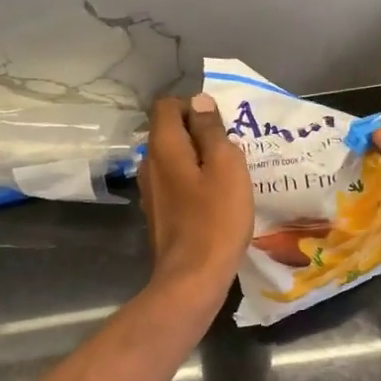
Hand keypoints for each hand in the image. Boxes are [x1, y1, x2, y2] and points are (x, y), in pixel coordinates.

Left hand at [138, 93, 253, 306]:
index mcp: (163, 146)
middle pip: (170, 132)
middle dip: (200, 133)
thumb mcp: (226, 165)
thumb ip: (211, 130)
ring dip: (199, 160)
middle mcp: (149, 164)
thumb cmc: (215, 218)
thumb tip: (199, 101)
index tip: (221, 124)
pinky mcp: (158, 214)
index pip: (167, 105)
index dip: (194, 106)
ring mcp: (151, 191)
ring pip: (175, 159)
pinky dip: (194, 183)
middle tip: (232, 149)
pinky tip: (216, 200)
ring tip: (229, 174)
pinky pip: (176, 184)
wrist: (193, 279)